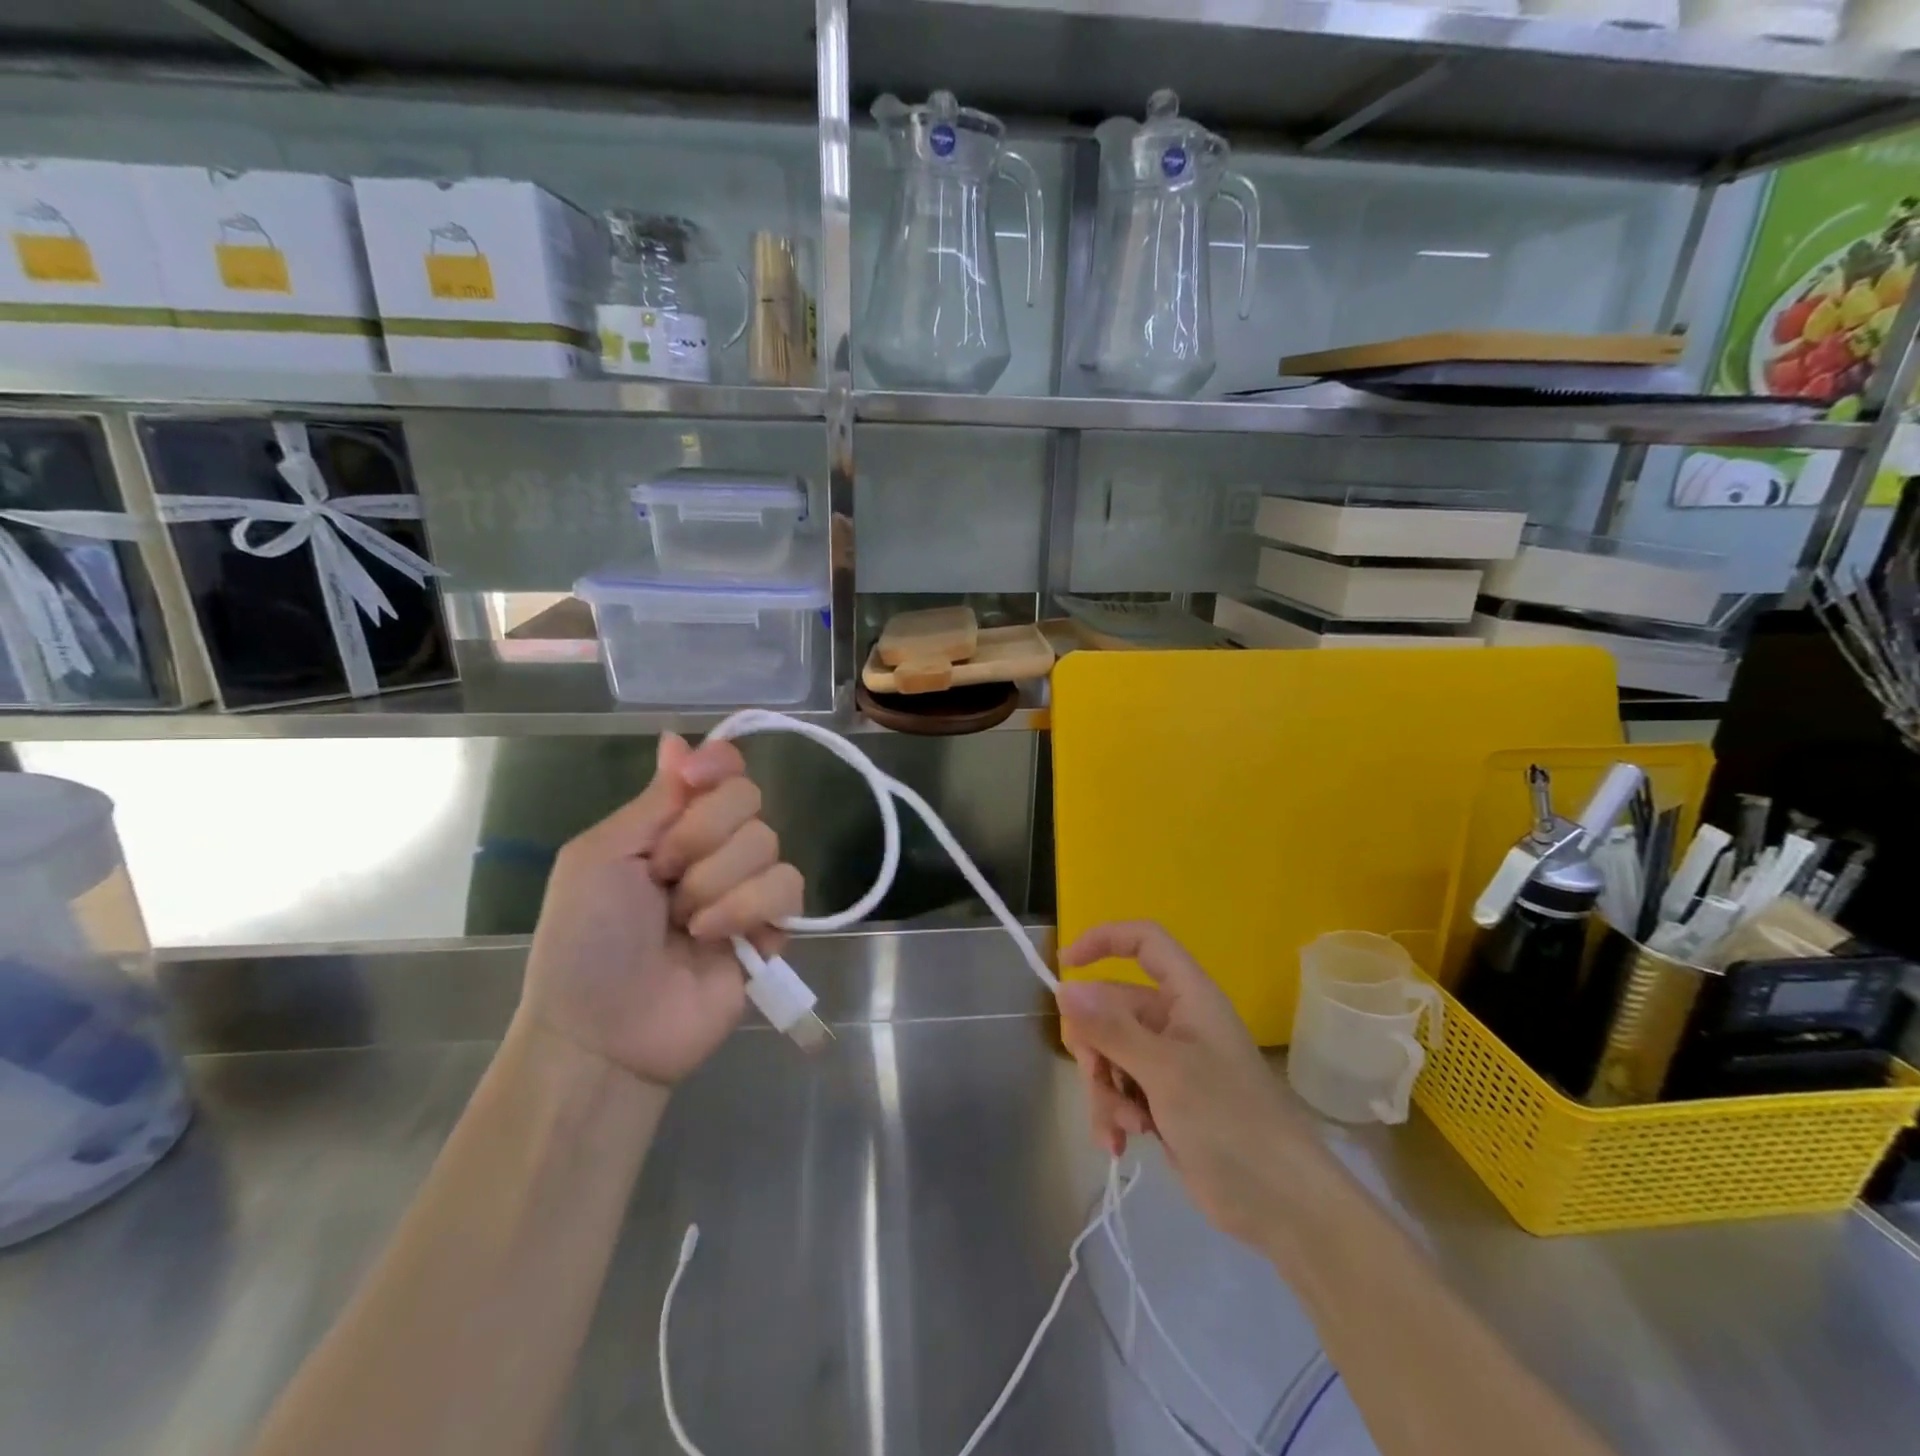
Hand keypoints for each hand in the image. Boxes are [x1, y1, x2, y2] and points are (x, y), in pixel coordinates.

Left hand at [516, 734, 804, 1089]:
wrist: (604, 1031)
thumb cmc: (584, 940)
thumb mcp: (599, 857)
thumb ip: (653, 801)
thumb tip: (677, 738)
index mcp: (670, 824)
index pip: (720, 770)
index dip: (718, 764)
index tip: (697, 777)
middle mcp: (715, 847)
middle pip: (748, 799)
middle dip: (702, 836)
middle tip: (664, 876)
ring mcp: (746, 887)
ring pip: (768, 843)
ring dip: (717, 883)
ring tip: (684, 924)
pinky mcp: (774, 926)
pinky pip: (788, 887)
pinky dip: (747, 908)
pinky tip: (714, 938)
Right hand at [1057, 921, 1316, 1245]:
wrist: (1281, 1205)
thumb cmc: (1230, 1122)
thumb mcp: (1165, 1072)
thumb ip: (1112, 1029)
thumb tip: (1064, 989)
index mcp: (1188, 996)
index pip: (1144, 941)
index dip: (1104, 940)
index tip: (1065, 966)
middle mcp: (1176, 1021)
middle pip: (1112, 1007)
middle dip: (1096, 1048)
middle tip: (1100, 1081)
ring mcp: (1169, 1062)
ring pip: (1110, 1053)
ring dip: (1105, 1090)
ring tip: (1123, 1128)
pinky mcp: (1164, 1100)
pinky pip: (1120, 1089)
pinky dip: (1114, 1114)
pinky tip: (1120, 1144)